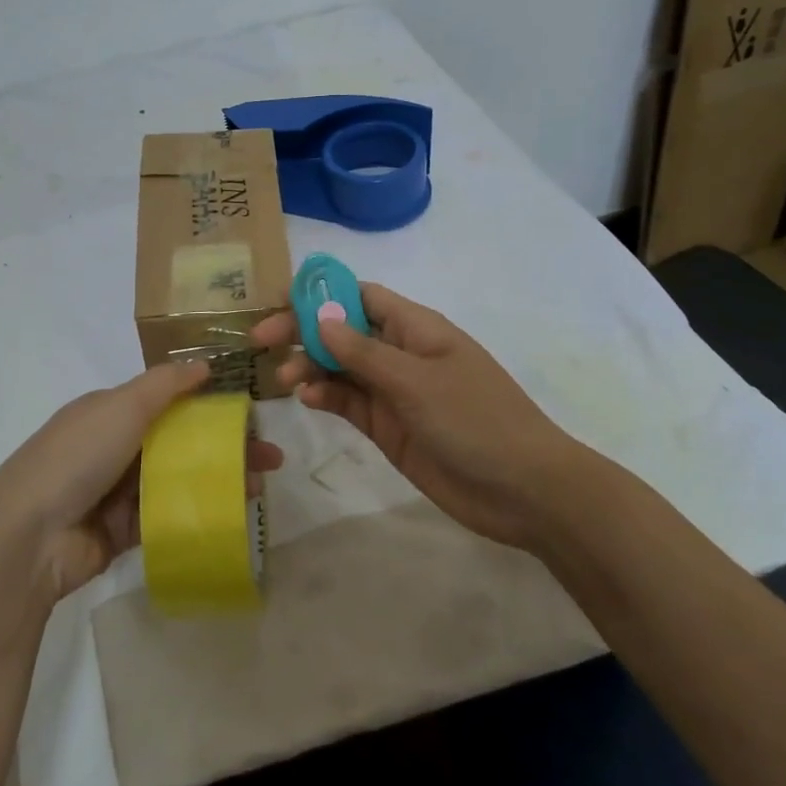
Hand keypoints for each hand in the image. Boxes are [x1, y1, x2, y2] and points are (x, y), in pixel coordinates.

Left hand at [0, 362, 284, 600]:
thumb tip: (205, 363)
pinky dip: (198, 512)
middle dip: (225, 445)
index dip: (208, 402)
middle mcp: (114, 447)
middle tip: (270, 456)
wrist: (29, 537)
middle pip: (180, 441)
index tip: (249, 411)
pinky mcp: (123, 532)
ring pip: (179, 479)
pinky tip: (232, 512)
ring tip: (261, 485)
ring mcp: (118, 491)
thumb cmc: (77, 457)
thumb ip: (165, 384)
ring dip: (219, 479)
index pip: (167, 400)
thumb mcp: (121, 406)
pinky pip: (168, 516)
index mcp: (109, 411)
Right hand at [250, 284, 577, 549]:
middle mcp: (400, 352)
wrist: (524, 491)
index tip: (280, 302)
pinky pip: (348, 402)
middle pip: (342, 331)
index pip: (360, 296)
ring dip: (310, 367)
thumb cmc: (476, 419)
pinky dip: (325, 397)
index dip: (321, 294)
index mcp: (415, 327)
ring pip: (340, 368)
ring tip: (284, 379)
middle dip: (304, 331)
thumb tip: (320, 318)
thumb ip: (364, 352)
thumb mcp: (417, 380)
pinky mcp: (387, 426)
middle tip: (261, 342)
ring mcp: (393, 391)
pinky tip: (307, 399)